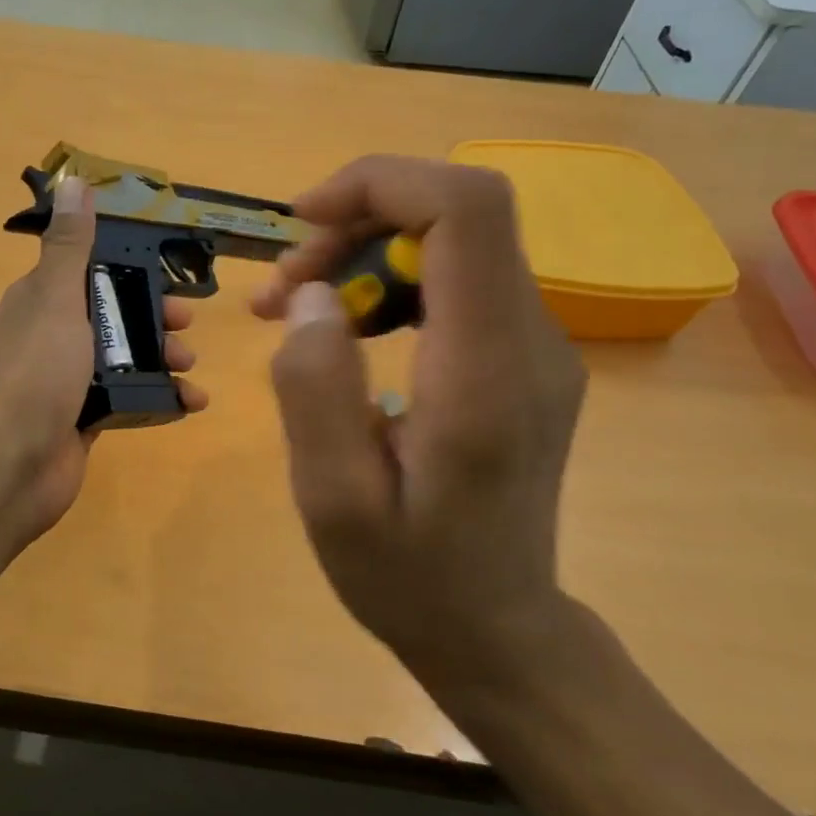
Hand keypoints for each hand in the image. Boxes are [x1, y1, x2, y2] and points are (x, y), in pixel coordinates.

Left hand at [0, 176, 206, 548]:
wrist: (13, 464)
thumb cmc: (37, 373)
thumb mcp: (56, 299)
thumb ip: (69, 246)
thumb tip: (72, 182)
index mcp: (40, 301)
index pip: (88, 269)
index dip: (128, 267)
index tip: (168, 270)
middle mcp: (53, 336)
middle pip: (113, 313)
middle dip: (154, 316)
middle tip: (188, 323)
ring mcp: (69, 380)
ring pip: (126, 356)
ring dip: (163, 356)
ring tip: (190, 365)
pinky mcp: (85, 417)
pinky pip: (130, 397)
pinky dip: (162, 397)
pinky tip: (191, 401)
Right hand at [250, 157, 585, 689]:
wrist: (496, 631)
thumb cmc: (410, 579)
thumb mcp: (334, 500)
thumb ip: (316, 390)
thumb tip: (314, 296)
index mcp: (488, 371)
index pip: (466, 210)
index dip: (381, 184)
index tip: (302, 221)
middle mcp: (532, 340)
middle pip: (455, 214)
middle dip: (354, 225)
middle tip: (280, 289)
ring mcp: (535, 347)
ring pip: (450, 242)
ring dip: (363, 255)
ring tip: (294, 310)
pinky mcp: (520, 358)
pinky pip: (453, 281)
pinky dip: (387, 283)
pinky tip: (344, 330)